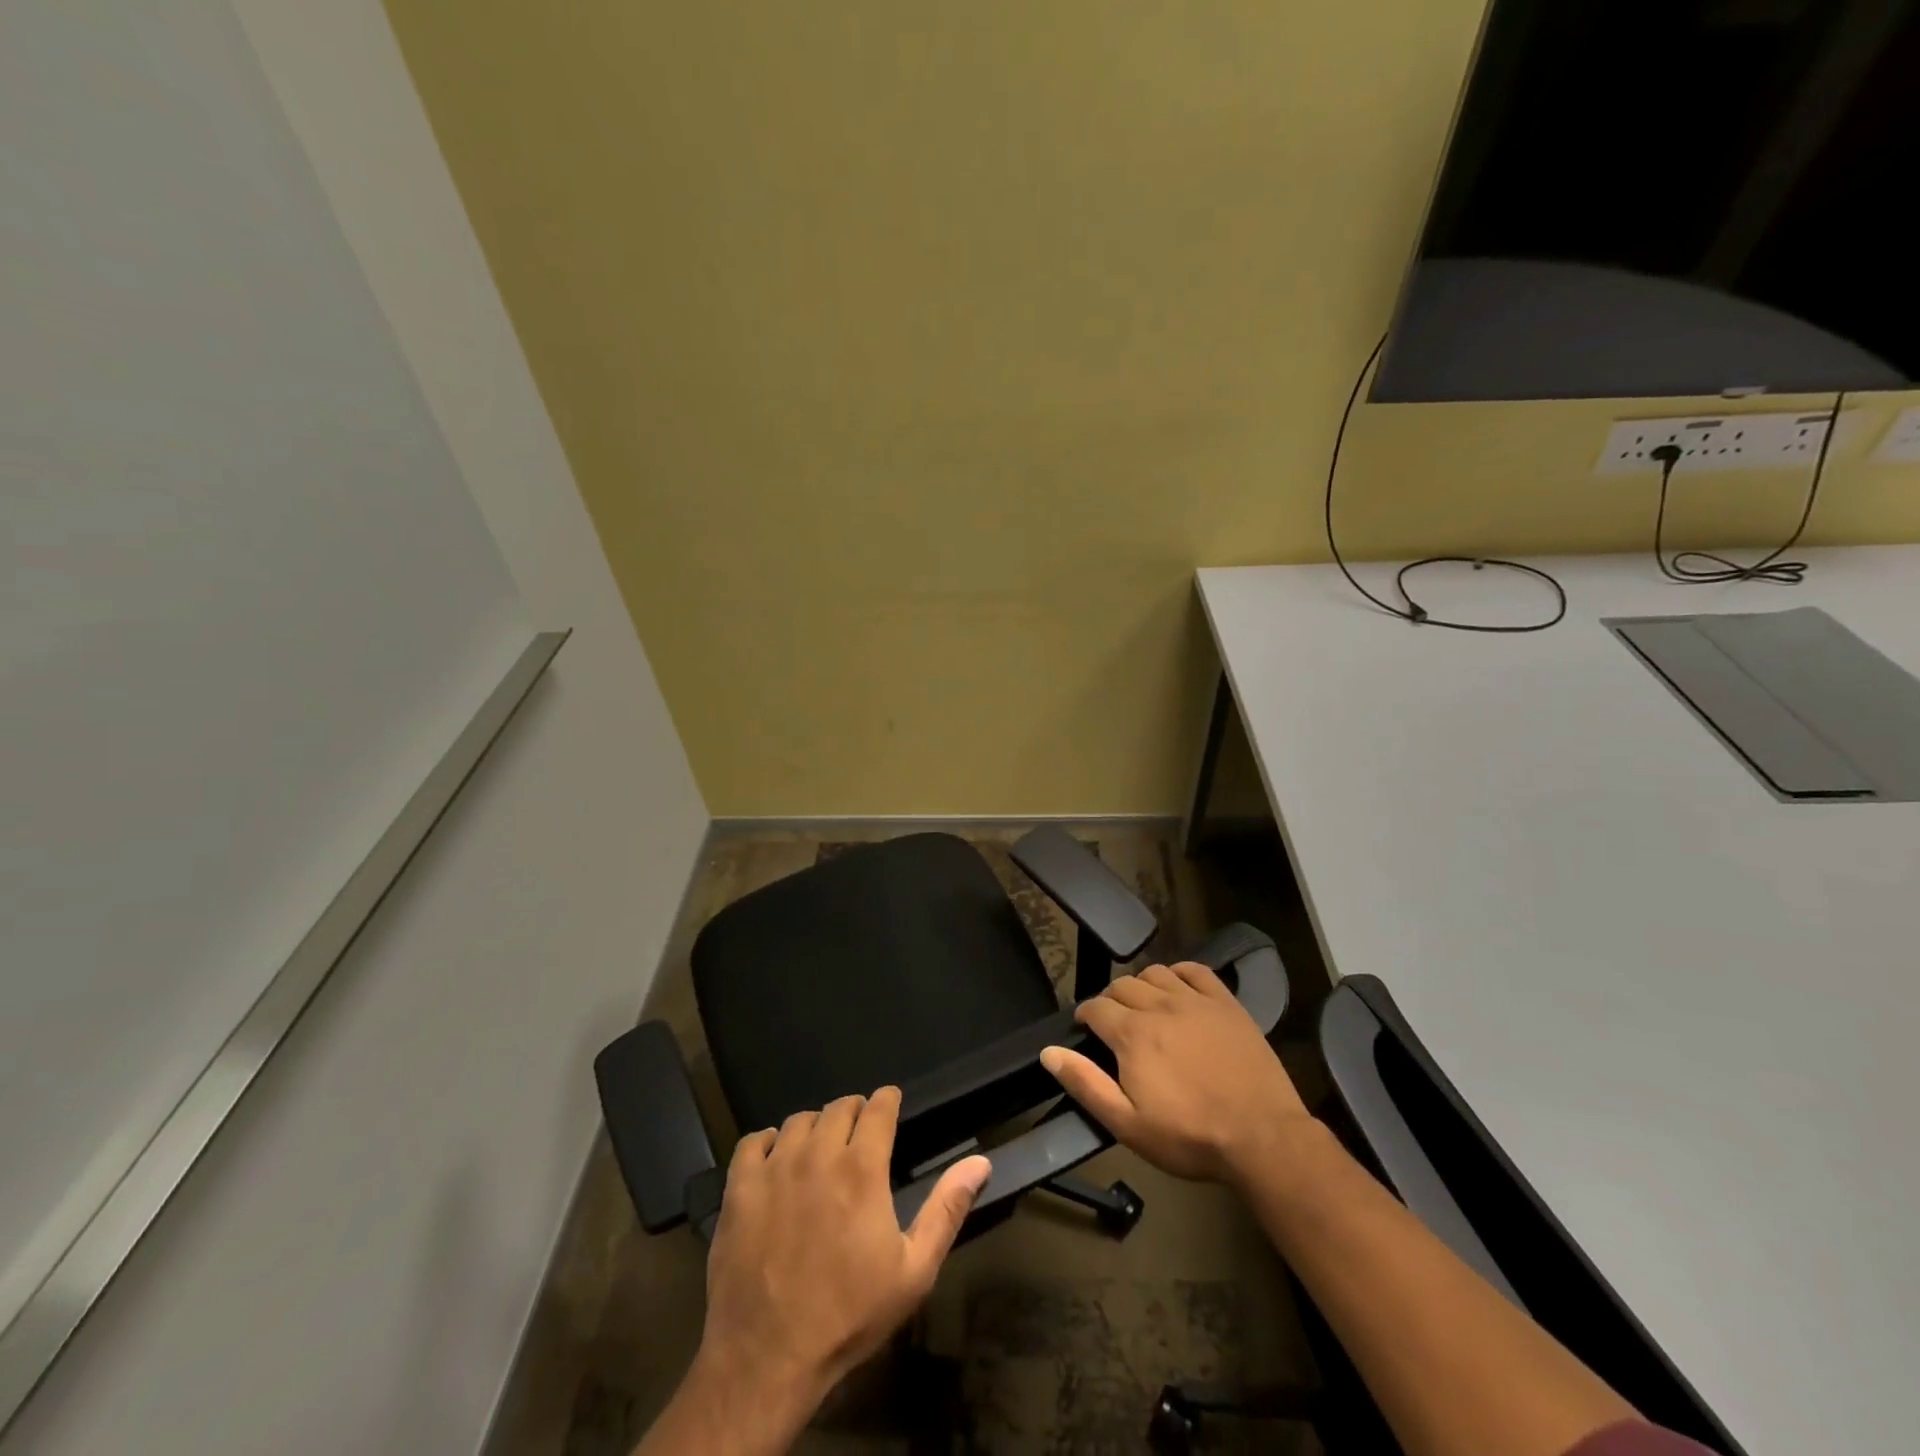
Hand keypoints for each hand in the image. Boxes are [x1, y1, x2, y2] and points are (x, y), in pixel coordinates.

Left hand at [695, 1086, 990, 1420]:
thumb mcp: (914, 1271)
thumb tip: (980, 1163)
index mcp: (862, 1168)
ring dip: (815, 1127)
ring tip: (820, 1150)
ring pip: (798, 1121)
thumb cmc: (849, 1315)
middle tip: (859, 1134)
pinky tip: (775, 1162)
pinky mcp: (739, 1188)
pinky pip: (753, 1142)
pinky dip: (767, 1143)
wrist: (768, 1359)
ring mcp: (774, 1168)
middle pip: (838, 1107)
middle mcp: (818, 1153)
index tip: (891, 1103)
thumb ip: (947, 1209)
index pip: (878, 1107)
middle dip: (854, 1112)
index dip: (887, 1100)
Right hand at [1040, 961, 1312, 1185]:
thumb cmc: (1190, 1136)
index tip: (1086, 1029)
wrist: (1263, 1138)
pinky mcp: (1226, 1003)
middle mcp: (1159, 1005)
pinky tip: (1178, 988)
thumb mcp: (1128, 1124)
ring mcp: (1196, 1000)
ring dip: (1142, 985)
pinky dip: (1179, 973)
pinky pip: (1195, 970)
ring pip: (1155, 972)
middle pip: (1122, 985)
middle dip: (1111, 1000)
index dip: (1086, 1016)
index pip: (1095, 1007)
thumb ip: (1085, 1084)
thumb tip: (1049, 1052)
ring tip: (1144, 1007)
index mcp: (1132, 1033)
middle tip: (1115, 1025)